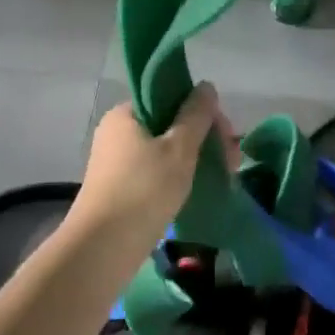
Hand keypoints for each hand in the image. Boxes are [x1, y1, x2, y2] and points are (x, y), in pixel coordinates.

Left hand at [68, 83, 233, 243]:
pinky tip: (197, 191)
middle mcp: (117, 132)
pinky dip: (177, 177)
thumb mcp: (178, 149)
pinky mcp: (119, 189)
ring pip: (165, 150)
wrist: (102, 249)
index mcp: (126, 114)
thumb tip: (206, 86)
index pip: (171, 98)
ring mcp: (116, 161)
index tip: (227, 137)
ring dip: (194, 160)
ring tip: (222, 180)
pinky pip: (155, 172)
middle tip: (232, 165)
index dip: (204, 113)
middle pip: (170, 124)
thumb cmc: (143, 191)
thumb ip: (195, 115)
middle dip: (204, 140)